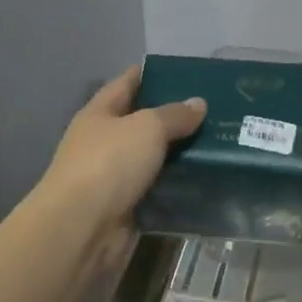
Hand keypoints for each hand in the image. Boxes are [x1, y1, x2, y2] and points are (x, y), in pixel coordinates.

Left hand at [36, 65, 204, 234]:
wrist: (81, 230)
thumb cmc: (108, 163)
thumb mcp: (146, 127)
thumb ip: (174, 115)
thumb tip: (198, 103)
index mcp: (99, 113)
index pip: (126, 83)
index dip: (150, 74)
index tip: (183, 71)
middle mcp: (103, 142)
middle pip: (141, 122)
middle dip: (173, 116)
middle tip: (214, 108)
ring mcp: (113, 177)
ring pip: (152, 158)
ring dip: (179, 153)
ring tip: (219, 142)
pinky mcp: (126, 208)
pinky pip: (157, 189)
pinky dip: (178, 185)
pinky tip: (207, 178)